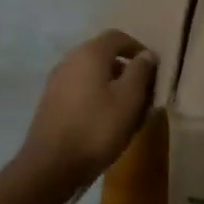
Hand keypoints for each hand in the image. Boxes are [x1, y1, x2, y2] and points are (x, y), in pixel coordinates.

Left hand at [19, 29, 156, 190]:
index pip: (117, 37)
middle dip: (126, 71)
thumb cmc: (96, 128)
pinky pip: (80, 90)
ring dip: (112, 87)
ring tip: (128, 112)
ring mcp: (57, 81)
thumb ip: (140, 72)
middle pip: (104, 55)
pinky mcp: (51, 102)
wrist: (50, 166)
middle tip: (144, 93)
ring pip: (92, 75)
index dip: (138, 48)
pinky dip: (96, 98)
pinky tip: (105, 122)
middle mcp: (70, 60)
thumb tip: (147, 54)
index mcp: (89, 53)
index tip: (153, 69)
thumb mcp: (129, 99)